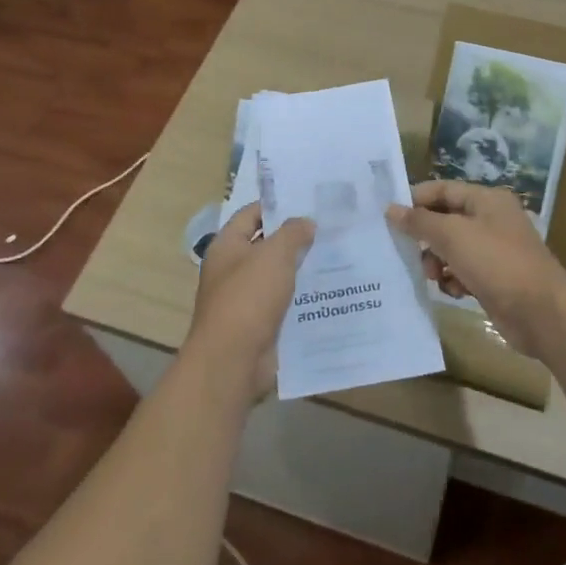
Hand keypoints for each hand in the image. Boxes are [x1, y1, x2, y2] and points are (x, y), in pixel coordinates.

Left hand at [185, 202, 313, 398]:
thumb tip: (306, 223)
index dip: (278, 206)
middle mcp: (233, 270)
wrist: (233, 360)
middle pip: (266, 245)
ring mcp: (246, 299)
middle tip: (331, 229)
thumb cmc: (249, 298)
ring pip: (278, 276)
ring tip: (338, 257)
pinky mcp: (260, 324)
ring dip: (302, 269)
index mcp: (227, 246)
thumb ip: (292, 233)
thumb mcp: (274, 255)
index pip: (251, 214)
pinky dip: (302, 298)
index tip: (309, 203)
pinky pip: (284, 303)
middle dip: (296, 238)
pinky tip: (329, 292)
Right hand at [386, 181, 565, 359]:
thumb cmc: (497, 263)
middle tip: (405, 250)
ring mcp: (494, 250)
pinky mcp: (494, 278)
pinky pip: (463, 271)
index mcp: (487, 200)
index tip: (388, 216)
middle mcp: (491, 220)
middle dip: (425, 236)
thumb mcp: (453, 236)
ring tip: (434, 275)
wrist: (541, 313)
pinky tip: (454, 291)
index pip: (443, 190)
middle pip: (446, 219)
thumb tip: (390, 209)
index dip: (416, 200)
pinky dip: (454, 279)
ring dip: (437, 261)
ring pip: (452, 248)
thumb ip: (420, 221)